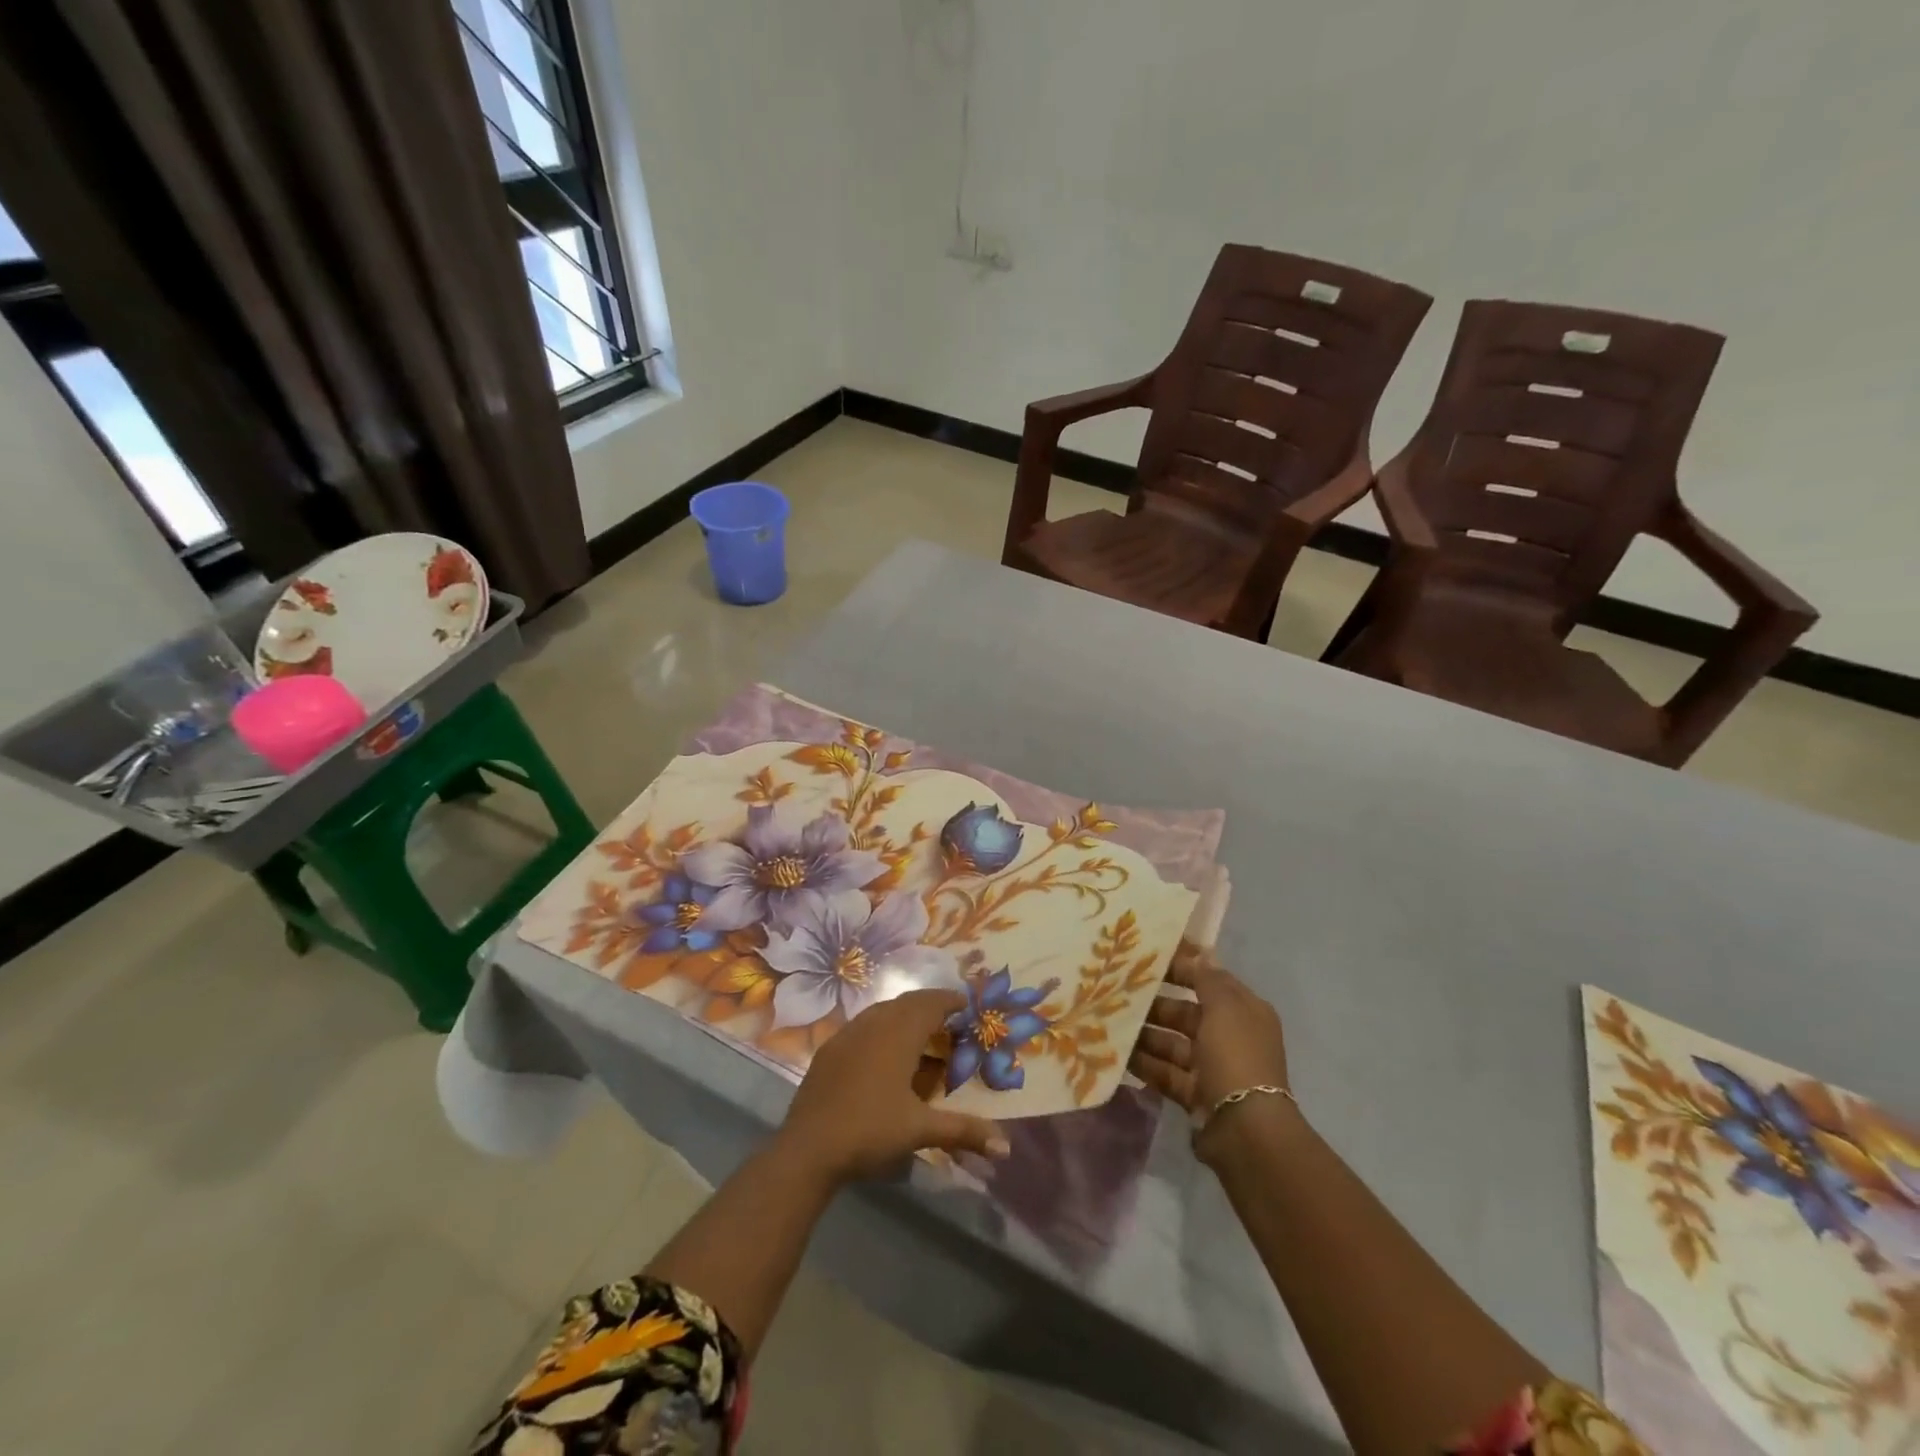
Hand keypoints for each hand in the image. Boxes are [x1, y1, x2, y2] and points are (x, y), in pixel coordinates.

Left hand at [778, 990, 1011, 1182]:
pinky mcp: (830, 1049)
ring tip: (920, 1030)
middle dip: (930, 1004)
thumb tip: (1006, 1147)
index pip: (930, 1004)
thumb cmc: (869, 1131)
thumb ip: (963, 1131)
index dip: (950, 1000)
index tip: (967, 1003)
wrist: (808, 1148)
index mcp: (898, 1035)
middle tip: (949, 1017)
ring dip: (905, 1013)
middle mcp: (874, 1024)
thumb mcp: (920, 1130)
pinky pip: (863, 1025)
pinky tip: (883, 1049)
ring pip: (883, 1010)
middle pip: (907, 1002)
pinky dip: (882, 1026)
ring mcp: (848, 1034)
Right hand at [1129, 945, 1290, 1158]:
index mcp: (1244, 1012)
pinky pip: (1165, 1072)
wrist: (1245, 1130)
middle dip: (1155, 1004)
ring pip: (1172, 1044)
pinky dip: (1144, 1063)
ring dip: (1145, 1034)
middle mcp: (1230, 1037)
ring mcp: (1213, 1068)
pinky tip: (1116, 1053)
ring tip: (1110, 1022)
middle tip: (1117, 993)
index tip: (1145, 958)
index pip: (1209, 980)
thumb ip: (1206, 977)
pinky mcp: (1195, 1095)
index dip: (1181, 967)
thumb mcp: (1225, 1007)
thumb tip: (1197, 953)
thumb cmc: (1235, 1056)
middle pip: (1186, 1013)